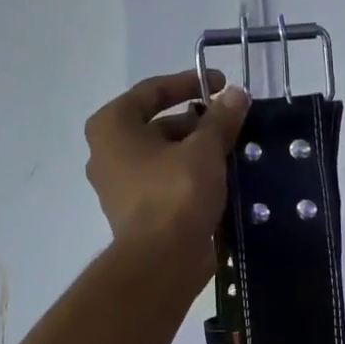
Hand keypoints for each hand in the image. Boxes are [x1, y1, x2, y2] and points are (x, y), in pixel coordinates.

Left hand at [84, 70, 249, 284]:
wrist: (162, 260)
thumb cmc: (176, 193)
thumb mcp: (204, 149)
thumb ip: (220, 119)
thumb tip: (237, 94)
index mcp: (112, 127)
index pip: (152, 91)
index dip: (189, 83)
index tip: (221, 85)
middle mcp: (107, 153)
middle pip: (158, 125)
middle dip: (196, 122)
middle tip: (230, 124)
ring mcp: (119, 186)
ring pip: (163, 156)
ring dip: (195, 151)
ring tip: (232, 151)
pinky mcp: (136, 213)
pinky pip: (165, 182)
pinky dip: (189, 176)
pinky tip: (221, 179)